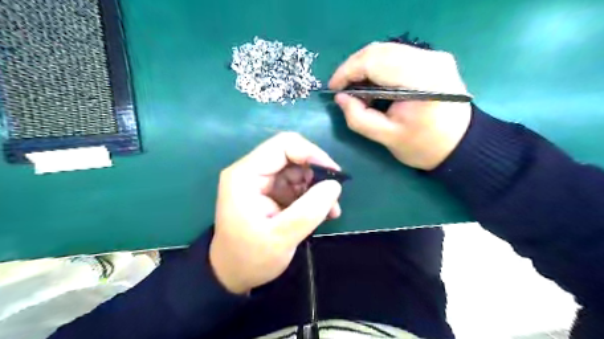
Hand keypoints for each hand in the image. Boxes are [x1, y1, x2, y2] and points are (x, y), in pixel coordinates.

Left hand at [209, 132, 341, 293]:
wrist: (232, 274)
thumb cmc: (250, 258)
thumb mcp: (281, 238)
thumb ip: (310, 210)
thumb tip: (335, 185)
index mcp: (245, 175)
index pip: (283, 146)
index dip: (312, 154)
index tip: (333, 174)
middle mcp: (251, 171)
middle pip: (291, 156)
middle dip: (316, 174)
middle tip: (333, 197)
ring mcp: (260, 181)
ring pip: (297, 170)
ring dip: (316, 187)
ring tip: (331, 210)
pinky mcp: (268, 192)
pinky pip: (295, 184)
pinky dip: (311, 195)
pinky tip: (322, 212)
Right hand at [330, 41, 470, 170]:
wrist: (460, 144)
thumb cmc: (423, 146)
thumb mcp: (387, 138)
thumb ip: (359, 118)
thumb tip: (340, 98)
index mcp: (421, 81)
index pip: (374, 62)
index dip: (347, 72)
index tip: (333, 88)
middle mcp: (429, 59)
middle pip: (379, 50)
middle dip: (353, 67)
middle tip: (341, 88)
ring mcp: (433, 55)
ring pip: (386, 49)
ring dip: (364, 65)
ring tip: (354, 87)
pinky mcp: (433, 58)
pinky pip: (396, 54)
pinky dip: (378, 65)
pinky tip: (372, 82)